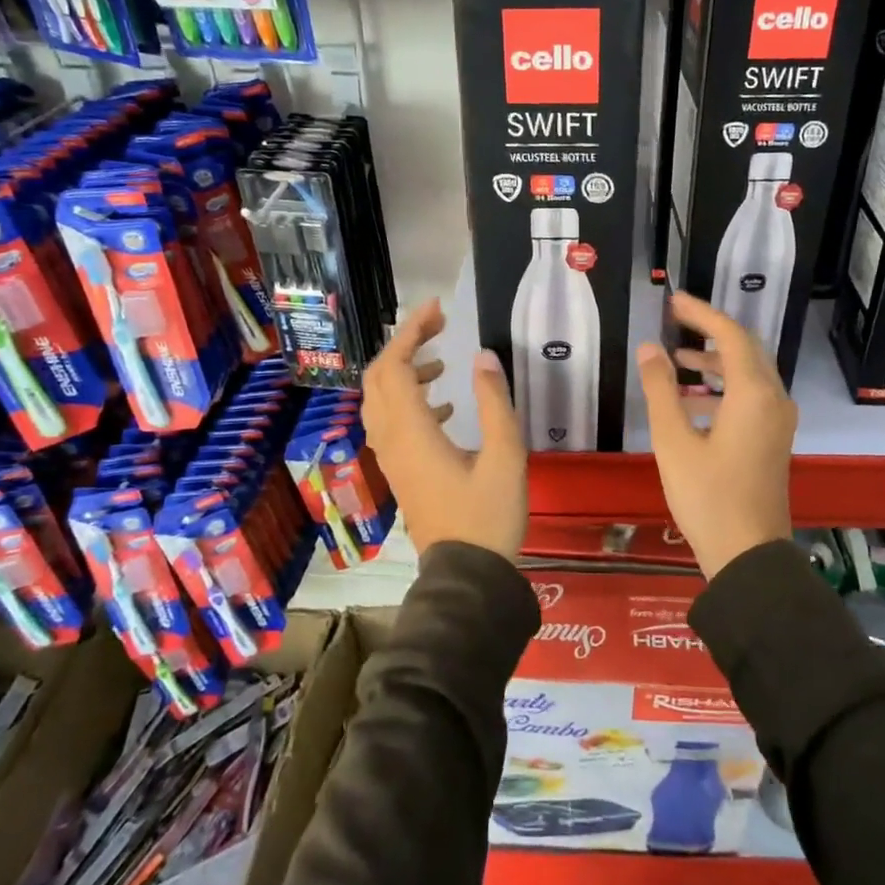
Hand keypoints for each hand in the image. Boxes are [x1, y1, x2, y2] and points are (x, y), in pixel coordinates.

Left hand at [361, 298, 526, 560]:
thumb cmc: (489, 516)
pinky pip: (390, 423)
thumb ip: (494, 403)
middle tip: (438, 328)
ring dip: (403, 373)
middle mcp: (392, 440)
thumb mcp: (506, 457)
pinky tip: (445, 407)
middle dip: (403, 345)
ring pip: (380, 400)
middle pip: (378, 378)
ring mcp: (392, 458)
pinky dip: (408, 401)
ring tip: (441, 365)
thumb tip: (482, 356)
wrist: (466, 574)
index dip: (412, 332)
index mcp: (413, 432)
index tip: (438, 310)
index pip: (396, 366)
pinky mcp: (400, 472)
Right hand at [636, 290, 796, 578]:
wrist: (749, 556)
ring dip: (716, 362)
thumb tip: (651, 348)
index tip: (673, 300)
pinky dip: (724, 388)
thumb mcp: (674, 442)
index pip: (731, 335)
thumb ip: (661, 390)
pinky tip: (693, 403)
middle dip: (710, 332)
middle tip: (675, 320)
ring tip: (678, 361)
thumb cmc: (707, 497)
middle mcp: (774, 400)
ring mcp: (778, 422)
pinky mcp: (774, 440)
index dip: (701, 314)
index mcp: (754, 394)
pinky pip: (752, 397)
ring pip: (750, 374)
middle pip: (746, 349)